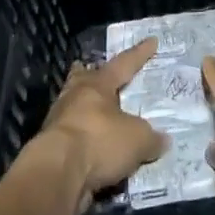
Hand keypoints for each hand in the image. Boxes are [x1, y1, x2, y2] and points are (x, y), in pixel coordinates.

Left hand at [32, 39, 164, 212]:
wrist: (56, 174)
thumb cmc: (99, 142)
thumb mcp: (138, 139)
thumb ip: (151, 138)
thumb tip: (162, 140)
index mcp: (97, 86)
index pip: (123, 65)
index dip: (139, 54)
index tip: (152, 41)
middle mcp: (75, 99)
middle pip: (83, 80)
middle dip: (90, 75)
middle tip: (93, 69)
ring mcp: (59, 124)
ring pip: (74, 108)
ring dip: (85, 110)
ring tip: (98, 113)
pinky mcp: (51, 150)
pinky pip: (73, 139)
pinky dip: (84, 140)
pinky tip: (94, 149)